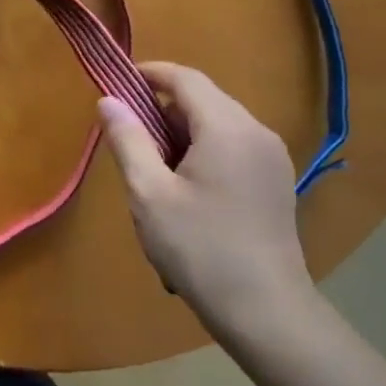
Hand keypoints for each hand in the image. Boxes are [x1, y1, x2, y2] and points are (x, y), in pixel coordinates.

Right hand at [98, 63, 313, 323]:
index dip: (150, 73)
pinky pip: (234, 145)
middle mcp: (257, 131)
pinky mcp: (277, 180)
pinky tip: (188, 187)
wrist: (267, 312)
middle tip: (131, 138)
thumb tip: (108, 100)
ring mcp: (272, 156)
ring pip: (219, 123)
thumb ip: (128, 140)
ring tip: (156, 169)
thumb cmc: (200, 249)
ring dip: (184, 131)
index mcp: (227, 127)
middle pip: (204, 99)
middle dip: (163, 109)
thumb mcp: (149, 194)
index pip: (185, 78)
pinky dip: (205, 149)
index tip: (118, 84)